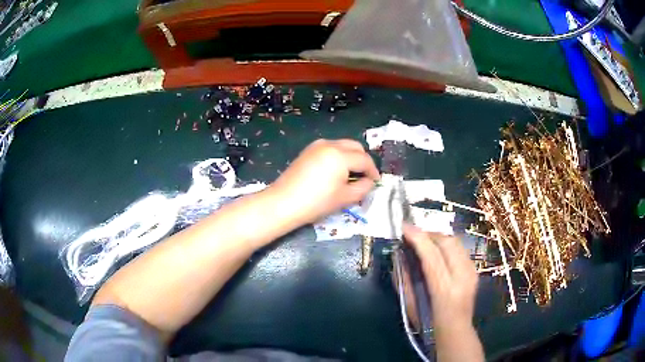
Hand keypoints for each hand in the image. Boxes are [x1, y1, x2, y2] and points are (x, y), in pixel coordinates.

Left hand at [270, 139, 379, 224]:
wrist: (283, 202)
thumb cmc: (316, 202)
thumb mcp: (344, 198)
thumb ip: (363, 187)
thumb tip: (370, 181)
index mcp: (340, 155)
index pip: (364, 160)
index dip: (373, 171)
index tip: (376, 181)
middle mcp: (330, 144)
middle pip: (355, 146)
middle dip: (363, 160)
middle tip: (365, 176)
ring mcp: (317, 145)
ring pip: (342, 145)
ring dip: (351, 156)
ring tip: (351, 174)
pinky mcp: (308, 150)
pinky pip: (330, 148)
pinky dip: (339, 156)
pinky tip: (336, 171)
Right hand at [402, 224, 477, 329]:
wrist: (457, 332)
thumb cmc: (429, 324)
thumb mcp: (411, 305)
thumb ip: (405, 280)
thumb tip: (399, 257)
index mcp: (445, 290)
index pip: (432, 256)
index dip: (418, 238)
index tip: (404, 227)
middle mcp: (462, 277)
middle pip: (448, 242)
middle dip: (429, 233)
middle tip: (413, 234)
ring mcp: (471, 272)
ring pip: (456, 242)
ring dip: (438, 236)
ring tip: (423, 240)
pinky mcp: (474, 270)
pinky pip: (460, 248)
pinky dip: (446, 243)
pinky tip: (437, 249)